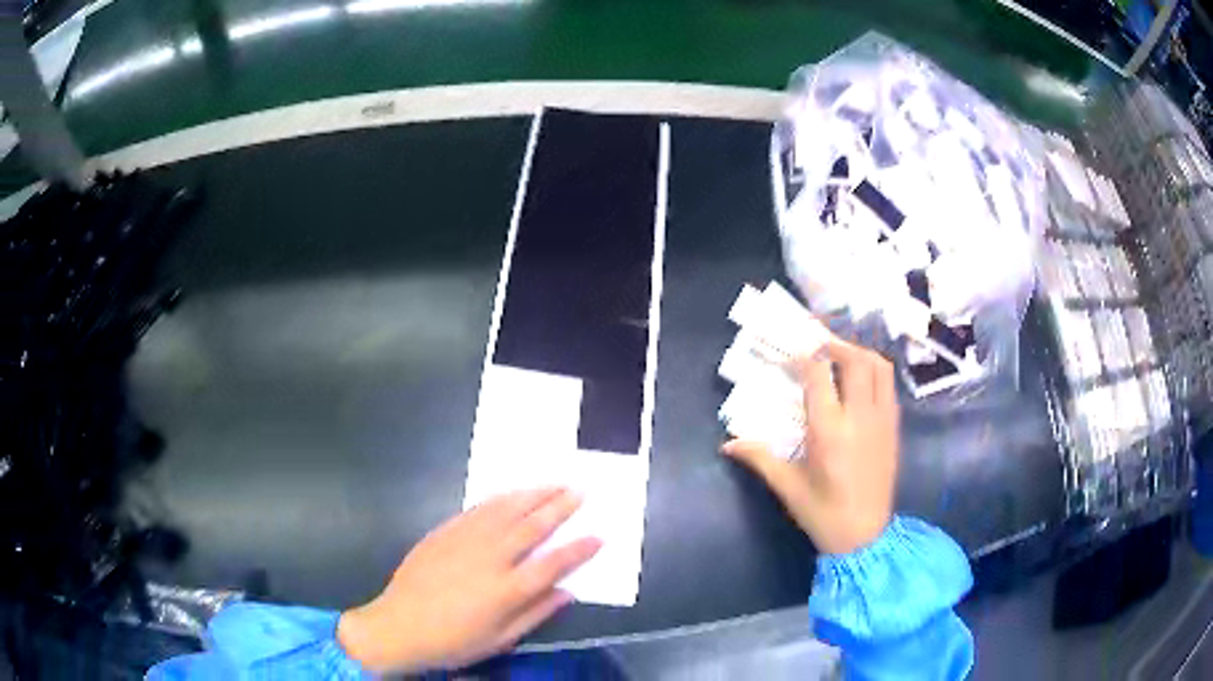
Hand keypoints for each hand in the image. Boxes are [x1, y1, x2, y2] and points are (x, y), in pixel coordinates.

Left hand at [337, 488, 600, 673]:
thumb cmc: (453, 641)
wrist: (398, 626)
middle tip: (580, 490)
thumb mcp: (500, 640)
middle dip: (559, 507)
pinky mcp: (444, 532)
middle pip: (532, 527)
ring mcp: (464, 541)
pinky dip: (499, 498)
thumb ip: (536, 614)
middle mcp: (490, 558)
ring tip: (553, 483)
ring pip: (505, 510)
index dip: (578, 549)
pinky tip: (511, 493)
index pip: (553, 564)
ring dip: (532, 495)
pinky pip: (477, 509)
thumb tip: (567, 593)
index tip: (599, 535)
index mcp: (507, 590)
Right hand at [723, 338, 898, 554]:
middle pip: (854, 360)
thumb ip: (759, 459)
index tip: (789, 355)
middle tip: (817, 344)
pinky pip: (889, 386)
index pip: (818, 376)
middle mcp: (859, 417)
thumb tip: (727, 444)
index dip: (802, 358)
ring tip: (841, 355)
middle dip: (835, 345)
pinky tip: (860, 380)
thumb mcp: (788, 488)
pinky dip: (875, 371)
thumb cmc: (823, 514)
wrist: (865, 537)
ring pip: (879, 367)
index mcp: (829, 431)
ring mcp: (882, 420)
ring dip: (860, 353)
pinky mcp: (894, 428)